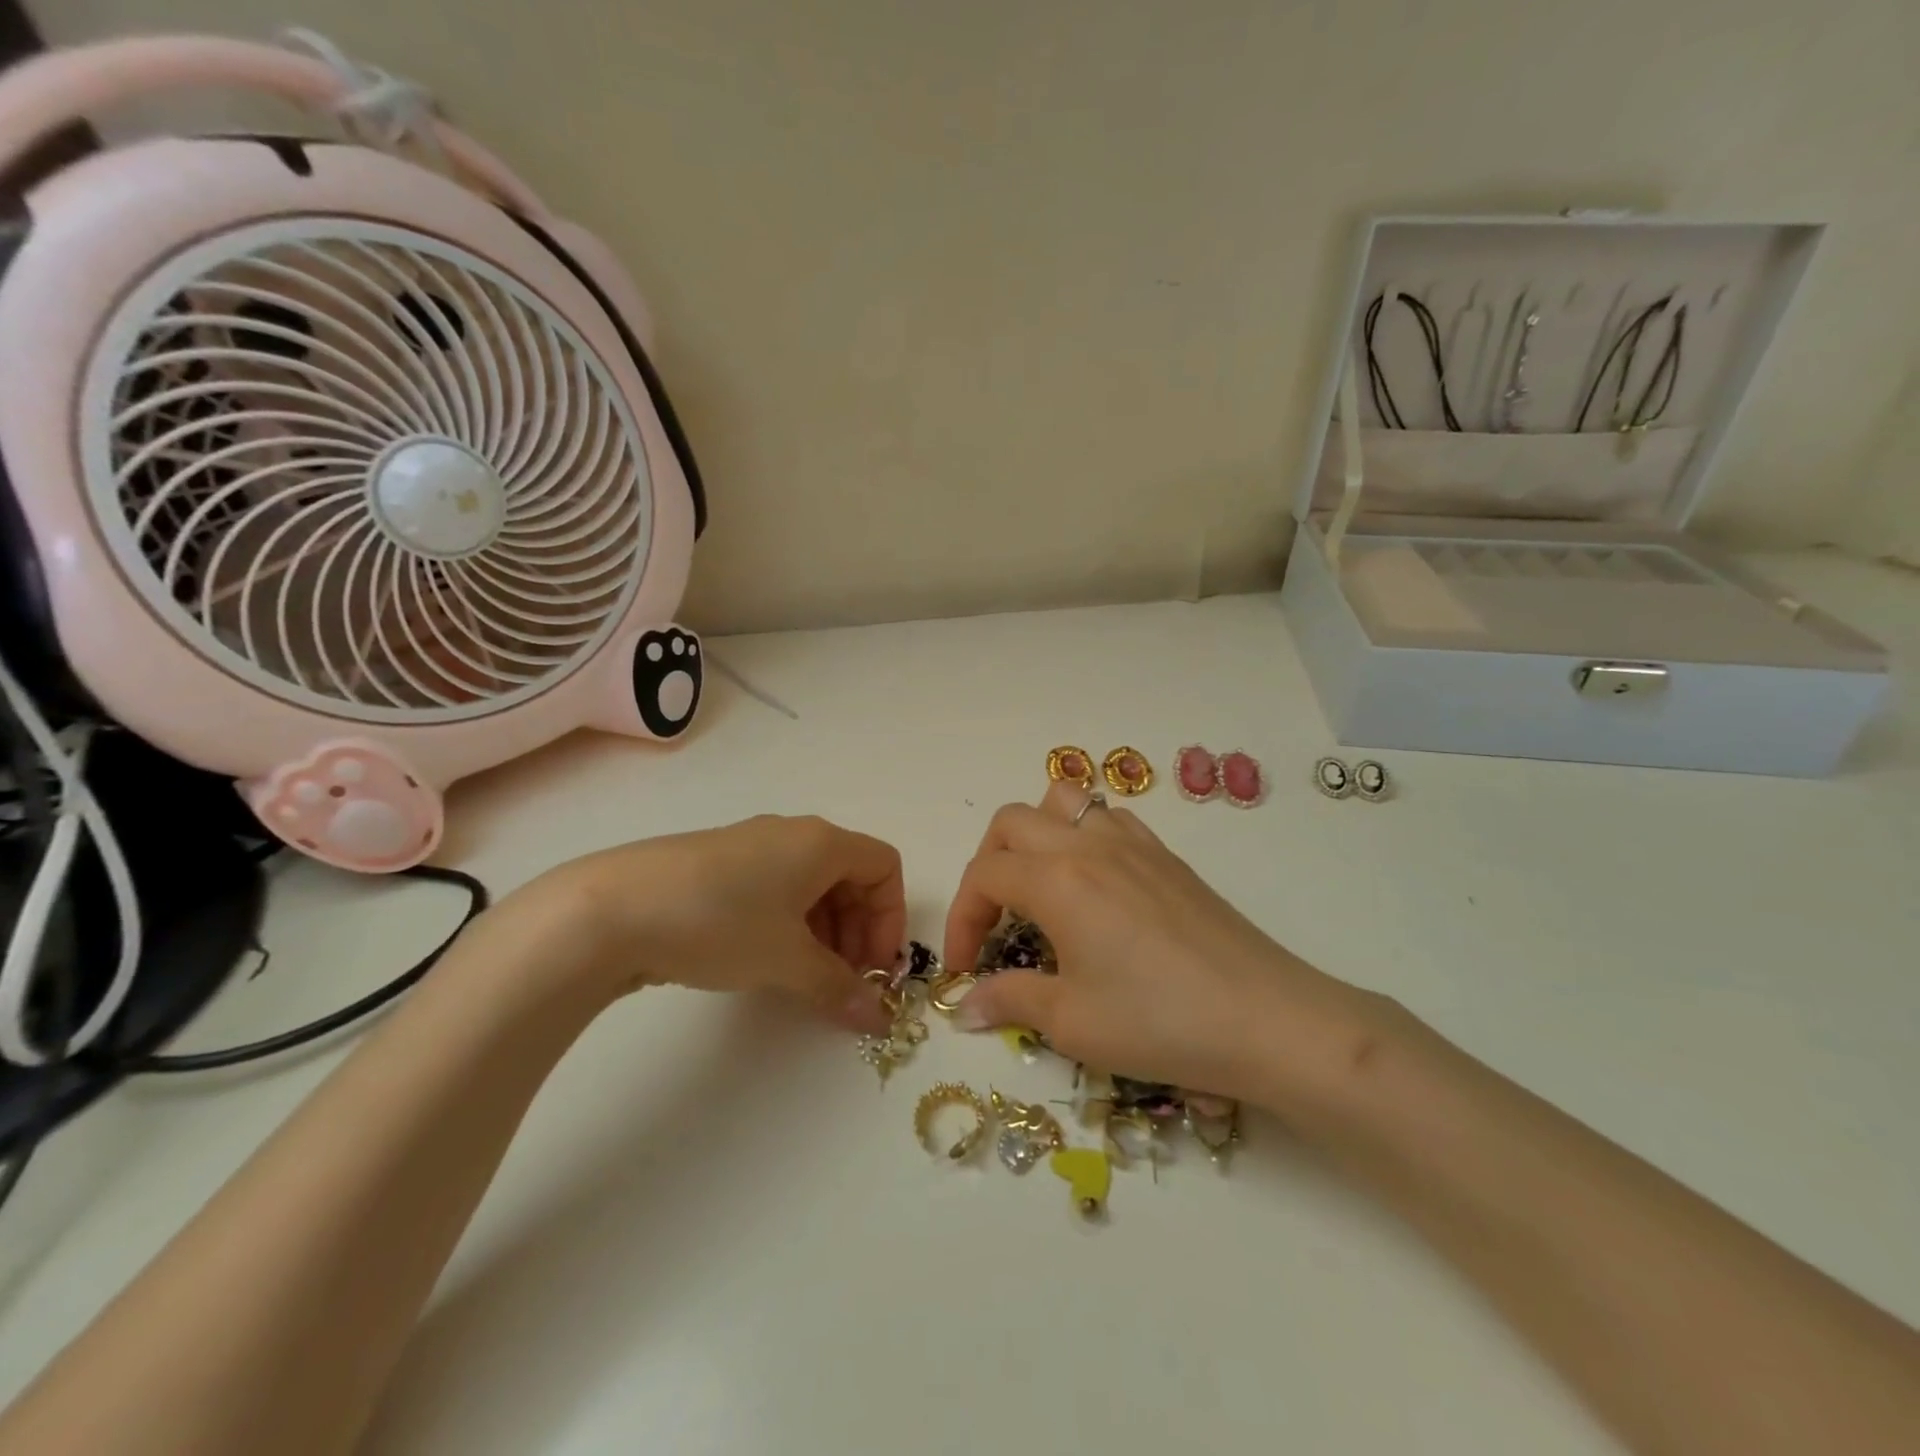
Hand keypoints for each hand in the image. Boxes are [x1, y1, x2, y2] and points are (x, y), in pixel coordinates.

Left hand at [512, 815, 904, 1031]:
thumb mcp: (787, 959)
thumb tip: (876, 1020)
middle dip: (858, 930)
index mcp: (821, 842)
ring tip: (805, 978)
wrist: (612, 909)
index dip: (890, 918)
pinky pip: (776, 890)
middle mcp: (793, 835)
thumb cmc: (721, 922)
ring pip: (812, 886)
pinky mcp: (718, 866)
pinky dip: (788, 925)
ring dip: (824, 932)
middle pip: (851, 876)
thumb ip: (838, 988)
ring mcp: (752, 847)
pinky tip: (765, 960)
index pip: (884, 866)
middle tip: (842, 980)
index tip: (872, 966)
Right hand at [943, 781, 1390, 1117]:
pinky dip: (1084, 836)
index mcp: (1057, 879)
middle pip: (1012, 822)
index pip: (984, 874)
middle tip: (996, 921)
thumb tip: (965, 1006)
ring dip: (1036, 836)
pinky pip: (1110, 819)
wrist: (1267, 1019)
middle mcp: (1089, 845)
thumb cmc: (1159, 1022)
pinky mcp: (1167, 856)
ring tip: (1040, 888)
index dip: (962, 918)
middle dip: (988, 865)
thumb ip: (1010, 1000)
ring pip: (1065, 802)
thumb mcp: (1072, 1022)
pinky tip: (1097, 886)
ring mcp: (1134, 844)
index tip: (965, 967)